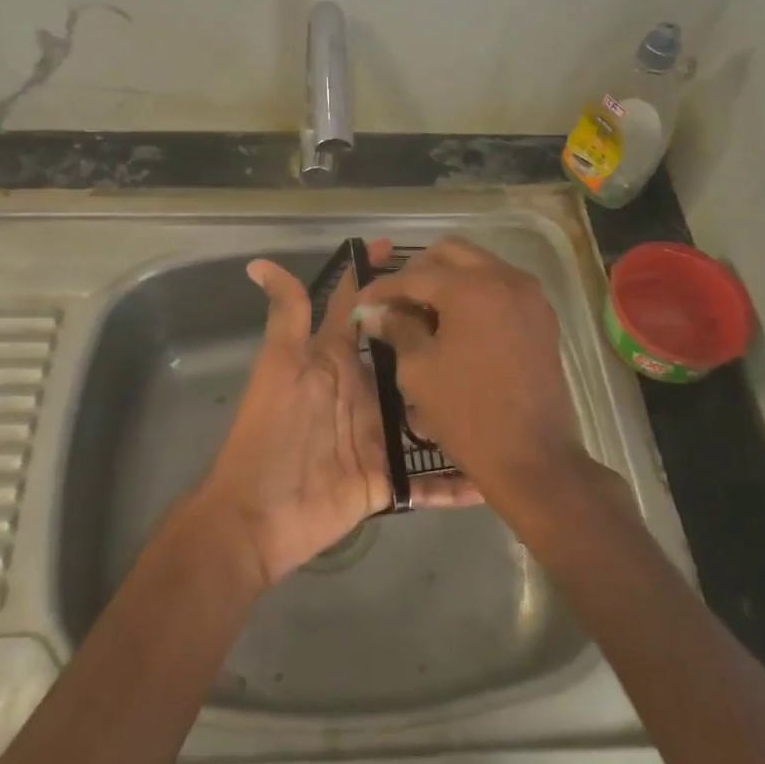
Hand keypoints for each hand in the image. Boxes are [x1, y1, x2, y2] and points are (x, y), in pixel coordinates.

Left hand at [195, 240, 480, 585]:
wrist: (257, 514)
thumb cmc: (270, 431)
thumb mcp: (280, 366)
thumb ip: (287, 316)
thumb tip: (259, 263)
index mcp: (338, 361)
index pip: (362, 311)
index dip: (378, 278)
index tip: (407, 249)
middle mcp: (363, 392)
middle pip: (405, 358)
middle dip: (437, 336)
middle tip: (484, 317)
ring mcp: (377, 436)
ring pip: (425, 415)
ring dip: (457, 406)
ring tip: (506, 389)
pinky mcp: (386, 479)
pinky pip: (427, 480)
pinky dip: (456, 481)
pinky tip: (494, 475)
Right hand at [353, 237, 590, 518]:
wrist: (534, 459)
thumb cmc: (467, 415)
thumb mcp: (419, 370)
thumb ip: (397, 328)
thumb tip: (375, 311)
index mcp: (471, 288)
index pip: (415, 275)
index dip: (383, 287)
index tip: (362, 302)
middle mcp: (504, 278)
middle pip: (450, 253)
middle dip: (418, 271)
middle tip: (396, 301)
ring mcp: (529, 295)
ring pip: (478, 265)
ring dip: (448, 279)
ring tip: (424, 312)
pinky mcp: (541, 316)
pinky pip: (500, 286)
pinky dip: (475, 293)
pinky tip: (456, 323)